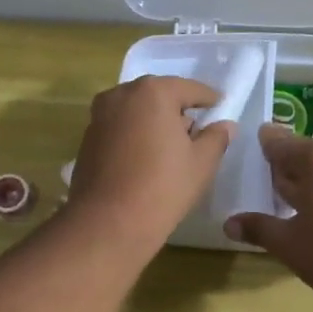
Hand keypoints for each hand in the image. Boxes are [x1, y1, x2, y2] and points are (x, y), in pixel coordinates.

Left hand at [67, 76, 231, 257]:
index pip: (190, 89)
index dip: (208, 99)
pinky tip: (145, 160)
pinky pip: (119, 129)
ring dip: (153, 123)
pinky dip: (134, 136)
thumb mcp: (201, 163)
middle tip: (196, 132)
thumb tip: (225, 125)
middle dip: (177, 111)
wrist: (109, 222)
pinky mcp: (87, 139)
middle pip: (159, 96)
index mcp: (153, 92)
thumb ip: (216, 138)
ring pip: (136, 112)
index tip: (220, 106)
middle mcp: (121, 95)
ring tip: (170, 149)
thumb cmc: (163, 187)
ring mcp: (99, 116)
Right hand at [223, 125, 312, 302]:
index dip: (260, 148)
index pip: (277, 142)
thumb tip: (229, 223)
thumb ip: (258, 228)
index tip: (245, 158)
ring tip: (286, 205)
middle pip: (301, 153)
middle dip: (282, 169)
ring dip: (304, 181)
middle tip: (261, 188)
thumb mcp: (288, 244)